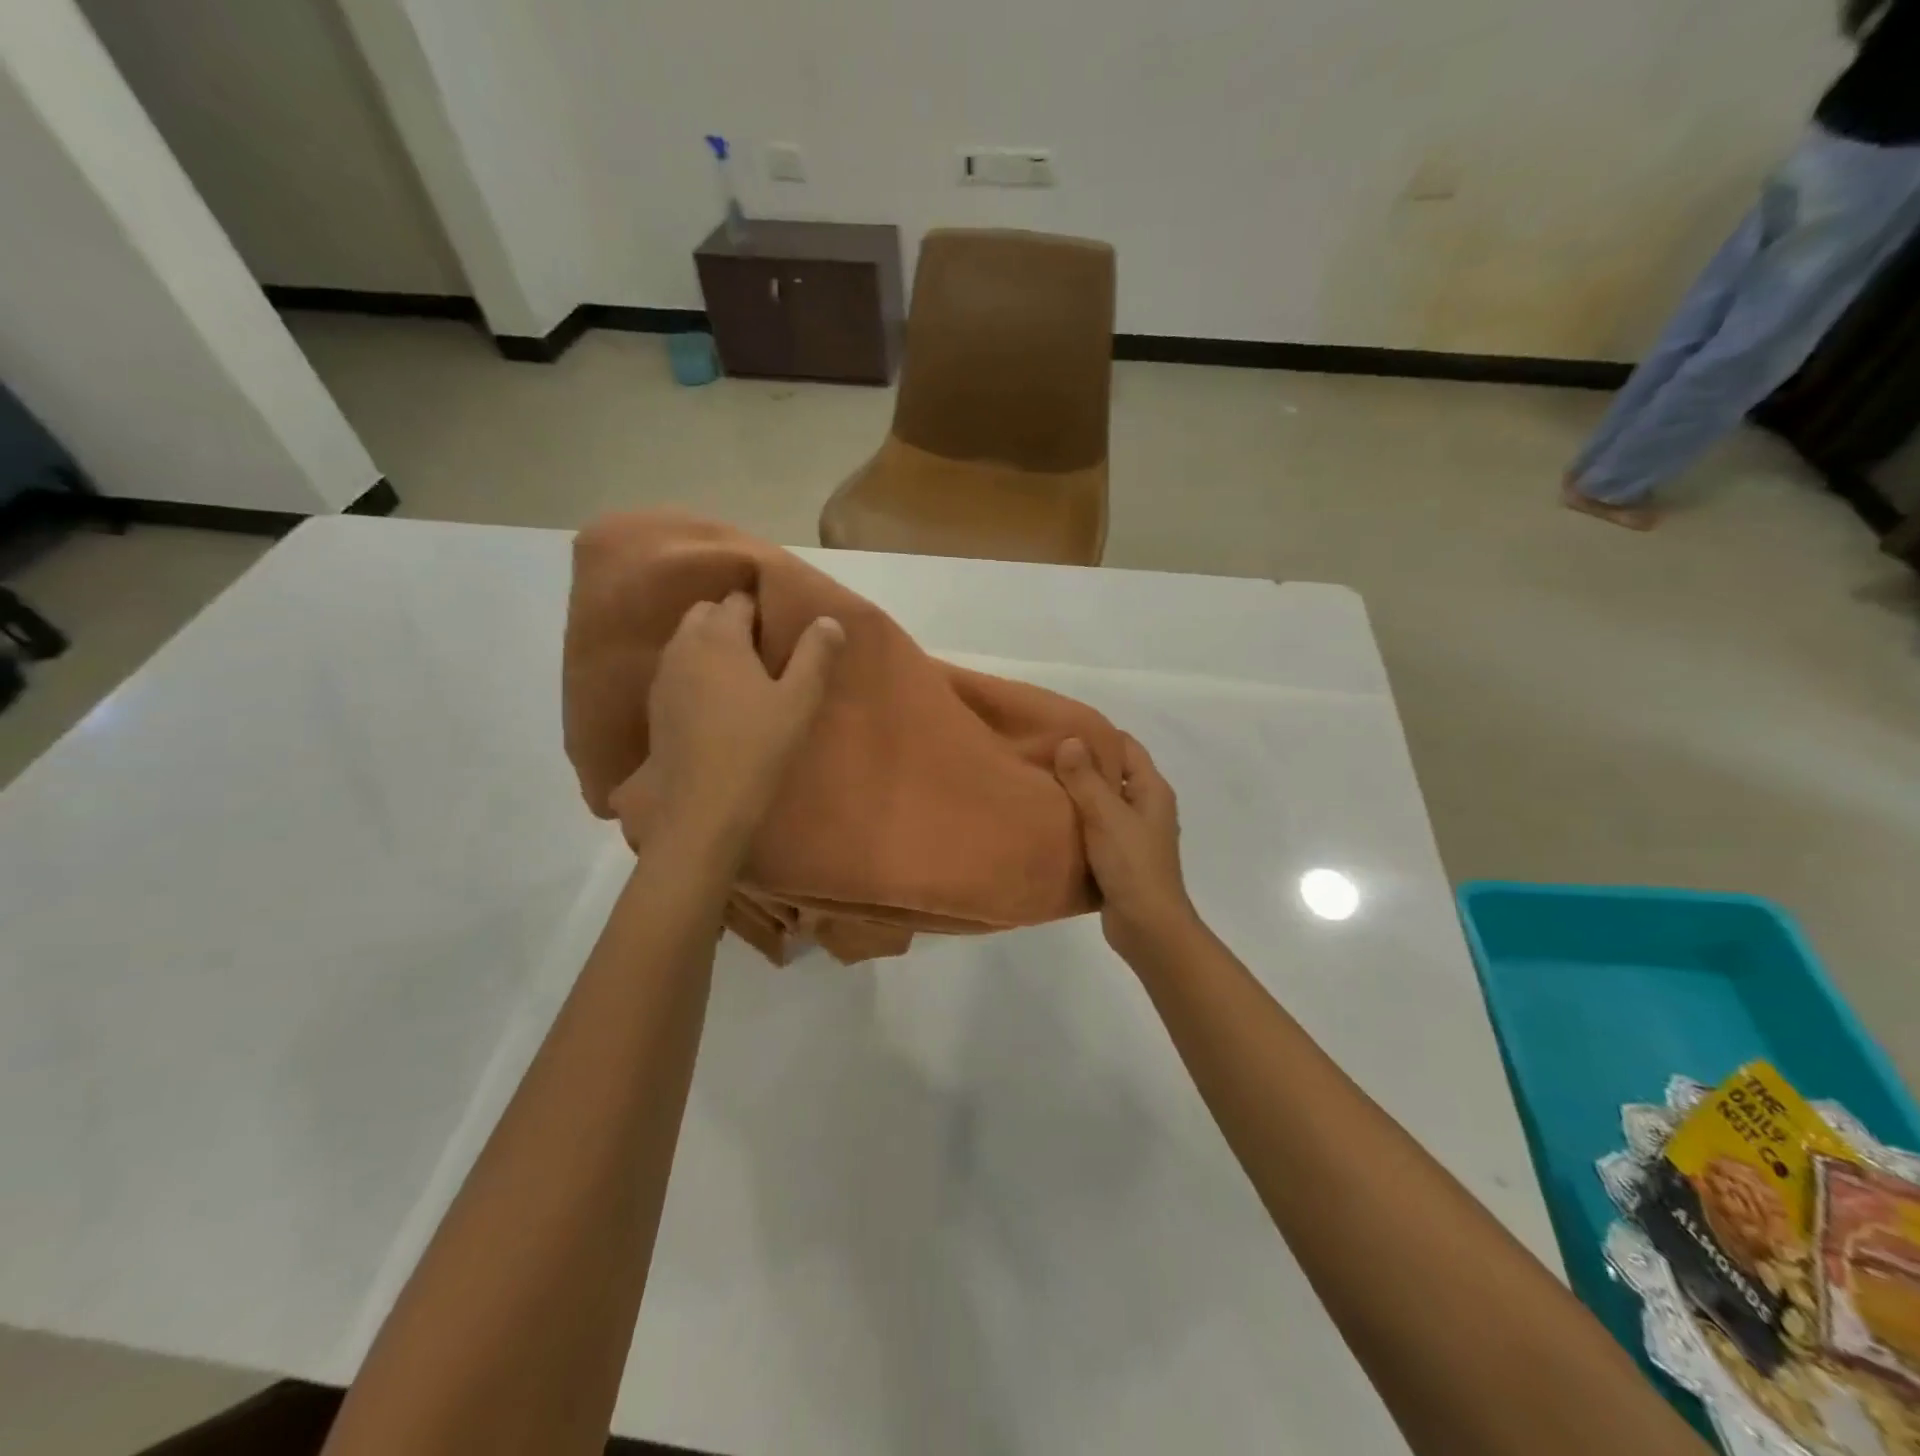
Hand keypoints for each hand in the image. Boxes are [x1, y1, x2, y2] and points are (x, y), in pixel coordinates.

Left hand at [612, 593, 843, 855]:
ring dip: (712, 647)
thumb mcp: (800, 700)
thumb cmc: (758, 746)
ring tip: (743, 676)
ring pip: (687, 641)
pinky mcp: (655, 706)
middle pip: (706, 614)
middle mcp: (684, 645)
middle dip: (732, 622)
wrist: (703, 805)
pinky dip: (696, 673)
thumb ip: (816, 655)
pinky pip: (677, 671)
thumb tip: (828, 620)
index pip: (739, 600)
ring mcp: (663, 676)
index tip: (783, 632)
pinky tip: (717, 703)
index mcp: (720, 635)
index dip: (763, 610)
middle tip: (765, 652)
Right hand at [1054, 734, 1200, 967]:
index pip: (1126, 747)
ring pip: (1103, 803)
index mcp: (1152, 790)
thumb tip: (1069, 739)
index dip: (1097, 735)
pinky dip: (1078, 822)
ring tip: (1041, 784)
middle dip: (1082, 764)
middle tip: (1043, 755)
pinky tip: (1051, 821)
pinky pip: (1097, 829)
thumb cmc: (1132, 864)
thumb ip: (1085, 778)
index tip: (1061, 729)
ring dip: (1078, 795)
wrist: (1148, 926)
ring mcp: (1135, 834)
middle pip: (1114, 773)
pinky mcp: (1121, 858)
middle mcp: (1147, 807)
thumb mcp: (1105, 815)